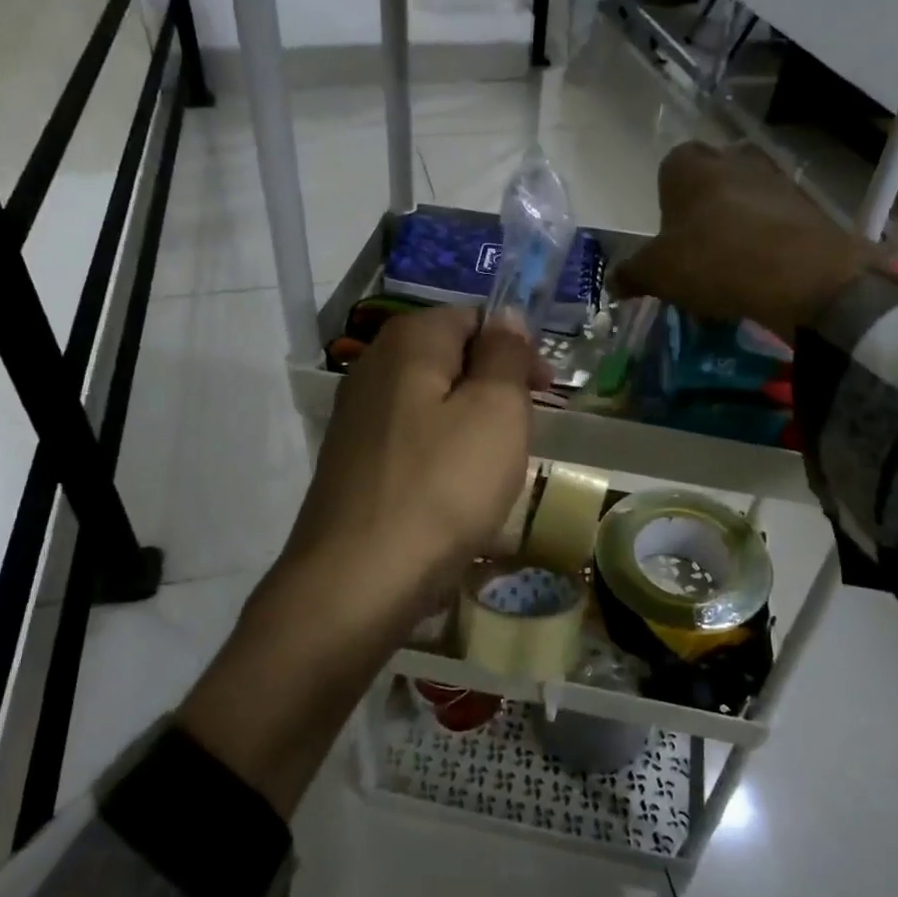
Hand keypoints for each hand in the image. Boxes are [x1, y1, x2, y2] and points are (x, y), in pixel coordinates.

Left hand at [285, 304, 544, 617]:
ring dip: (470, 424)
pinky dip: (440, 455)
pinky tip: (453, 492)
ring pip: (432, 403)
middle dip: (494, 388)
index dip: (516, 349)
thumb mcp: (496, 411)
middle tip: (524, 434)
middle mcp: (373, 366)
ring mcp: (356, 416)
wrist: (357, 580)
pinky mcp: (352, 461)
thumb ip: (504, 355)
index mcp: (409, 341)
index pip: (475, 318)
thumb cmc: (442, 487)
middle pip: (450, 359)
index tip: (544, 393)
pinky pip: (411, 440)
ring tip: (493, 469)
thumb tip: (506, 316)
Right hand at [610, 142, 880, 338]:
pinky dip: (765, 242)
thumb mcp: (657, 274)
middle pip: (710, 180)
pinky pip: (775, 222)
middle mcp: (733, 159)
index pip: (670, 168)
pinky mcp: (808, 207)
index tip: (667, 236)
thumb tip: (613, 282)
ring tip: (728, 269)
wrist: (802, 275)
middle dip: (702, 210)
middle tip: (694, 251)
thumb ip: (631, 274)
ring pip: (745, 199)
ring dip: (736, 226)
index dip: (666, 201)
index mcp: (689, 165)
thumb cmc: (713, 260)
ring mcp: (775, 179)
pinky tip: (759, 275)